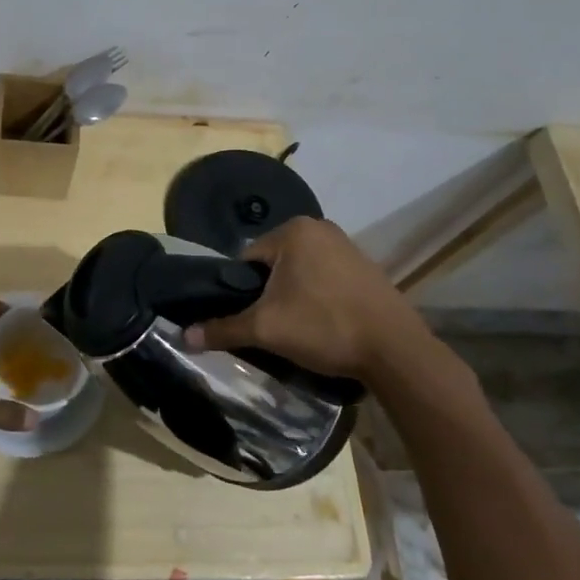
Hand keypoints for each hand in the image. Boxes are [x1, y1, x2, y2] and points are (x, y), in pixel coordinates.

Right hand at [181, 217, 437, 391]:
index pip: (247, 259)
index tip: (251, 318)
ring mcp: (347, 245)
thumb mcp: (266, 329)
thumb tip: (184, 336)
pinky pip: (325, 277)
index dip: (242, 291)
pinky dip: (318, 297)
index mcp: (293, 230)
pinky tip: (324, 324)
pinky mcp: (366, 267)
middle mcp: (320, 227)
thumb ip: (223, 328)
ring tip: (299, 329)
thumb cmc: (324, 327)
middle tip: (274, 326)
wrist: (396, 351)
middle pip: (273, 264)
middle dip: (269, 293)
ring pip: (299, 272)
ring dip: (293, 296)